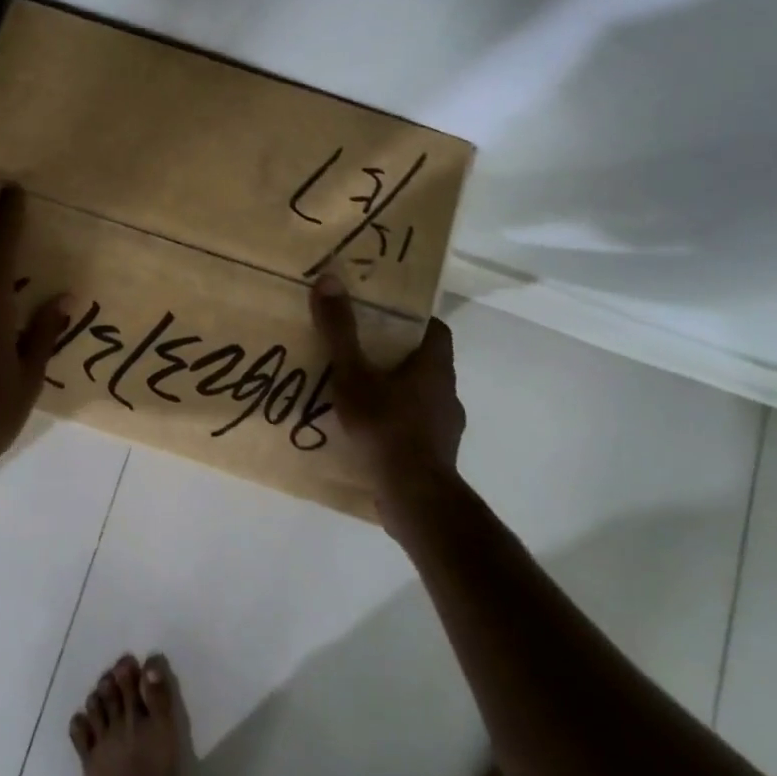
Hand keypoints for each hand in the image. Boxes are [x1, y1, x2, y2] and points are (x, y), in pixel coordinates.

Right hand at [309, 273, 464, 528]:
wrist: (414, 497)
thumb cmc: (386, 427)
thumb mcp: (353, 374)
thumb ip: (340, 330)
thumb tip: (329, 279)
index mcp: (435, 367)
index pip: (436, 329)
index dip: (414, 320)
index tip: (386, 315)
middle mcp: (447, 392)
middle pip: (426, 362)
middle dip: (397, 354)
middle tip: (362, 349)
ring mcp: (445, 427)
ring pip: (421, 396)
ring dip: (397, 391)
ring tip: (361, 393)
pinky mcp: (436, 455)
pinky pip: (416, 427)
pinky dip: (396, 423)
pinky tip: (369, 432)